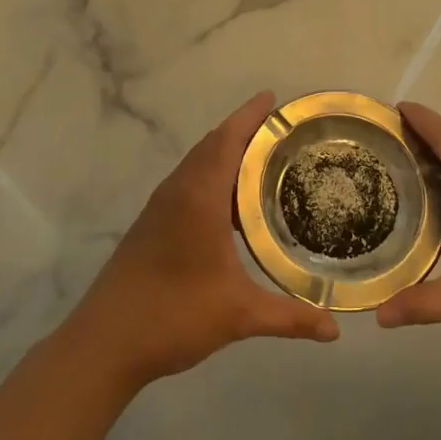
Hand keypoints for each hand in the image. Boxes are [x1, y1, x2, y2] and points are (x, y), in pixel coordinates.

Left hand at [61, 92, 339, 389]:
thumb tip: (335, 330)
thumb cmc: (173, 315)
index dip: (250, 116)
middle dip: (243, 131)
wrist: (105, 341)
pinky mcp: (152, 225)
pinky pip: (188, 183)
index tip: (273, 98)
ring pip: (197, 165)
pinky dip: (212, 177)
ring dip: (226, 154)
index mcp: (198, 197)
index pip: (227, 140)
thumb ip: (289, 317)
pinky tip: (233, 204)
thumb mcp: (239, 314)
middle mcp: (177, 192)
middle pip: (212, 146)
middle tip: (281, 130)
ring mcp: (160, 207)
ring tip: (264, 160)